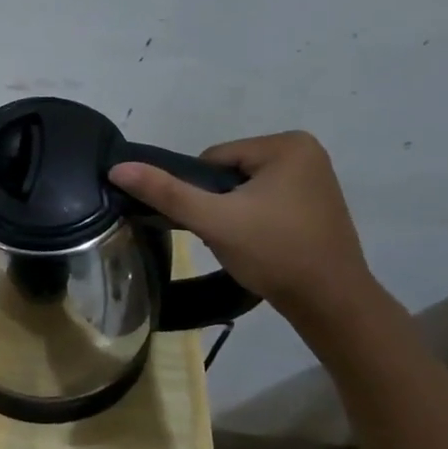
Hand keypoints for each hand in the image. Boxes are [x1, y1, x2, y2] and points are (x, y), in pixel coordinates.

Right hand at [109, 131, 372, 313]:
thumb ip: (165, 192)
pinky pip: (265, 201)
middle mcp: (306, 152)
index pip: (212, 159)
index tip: (215, 223)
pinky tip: (261, 244)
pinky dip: (254, 221)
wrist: (331, 303)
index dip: (201, 193)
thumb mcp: (213, 220)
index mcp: (287, 144)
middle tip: (229, 236)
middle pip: (228, 173)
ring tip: (245, 243)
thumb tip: (117, 167)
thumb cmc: (274, 253)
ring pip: (244, 190)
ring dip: (234, 214)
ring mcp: (315, 178)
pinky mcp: (316, 203)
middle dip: (219, 204)